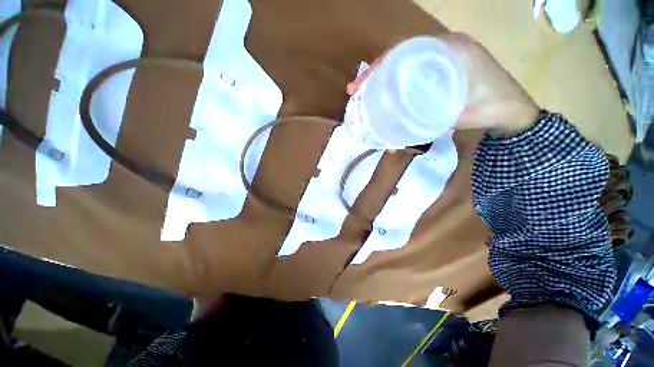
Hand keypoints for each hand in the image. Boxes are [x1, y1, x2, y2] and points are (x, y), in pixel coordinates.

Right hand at [347, 33, 539, 135]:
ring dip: (383, 79)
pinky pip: (413, 75)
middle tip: (355, 90)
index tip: (361, 84)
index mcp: (449, 49)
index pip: (404, 50)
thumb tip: (394, 137)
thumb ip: (431, 116)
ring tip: (365, 95)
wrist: (513, 112)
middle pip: (400, 57)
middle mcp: (443, 49)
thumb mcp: (460, 111)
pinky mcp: (440, 73)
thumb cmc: (491, 107)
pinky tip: (387, 97)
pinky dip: (397, 85)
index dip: (378, 66)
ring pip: (404, 66)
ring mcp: (441, 60)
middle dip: (374, 73)